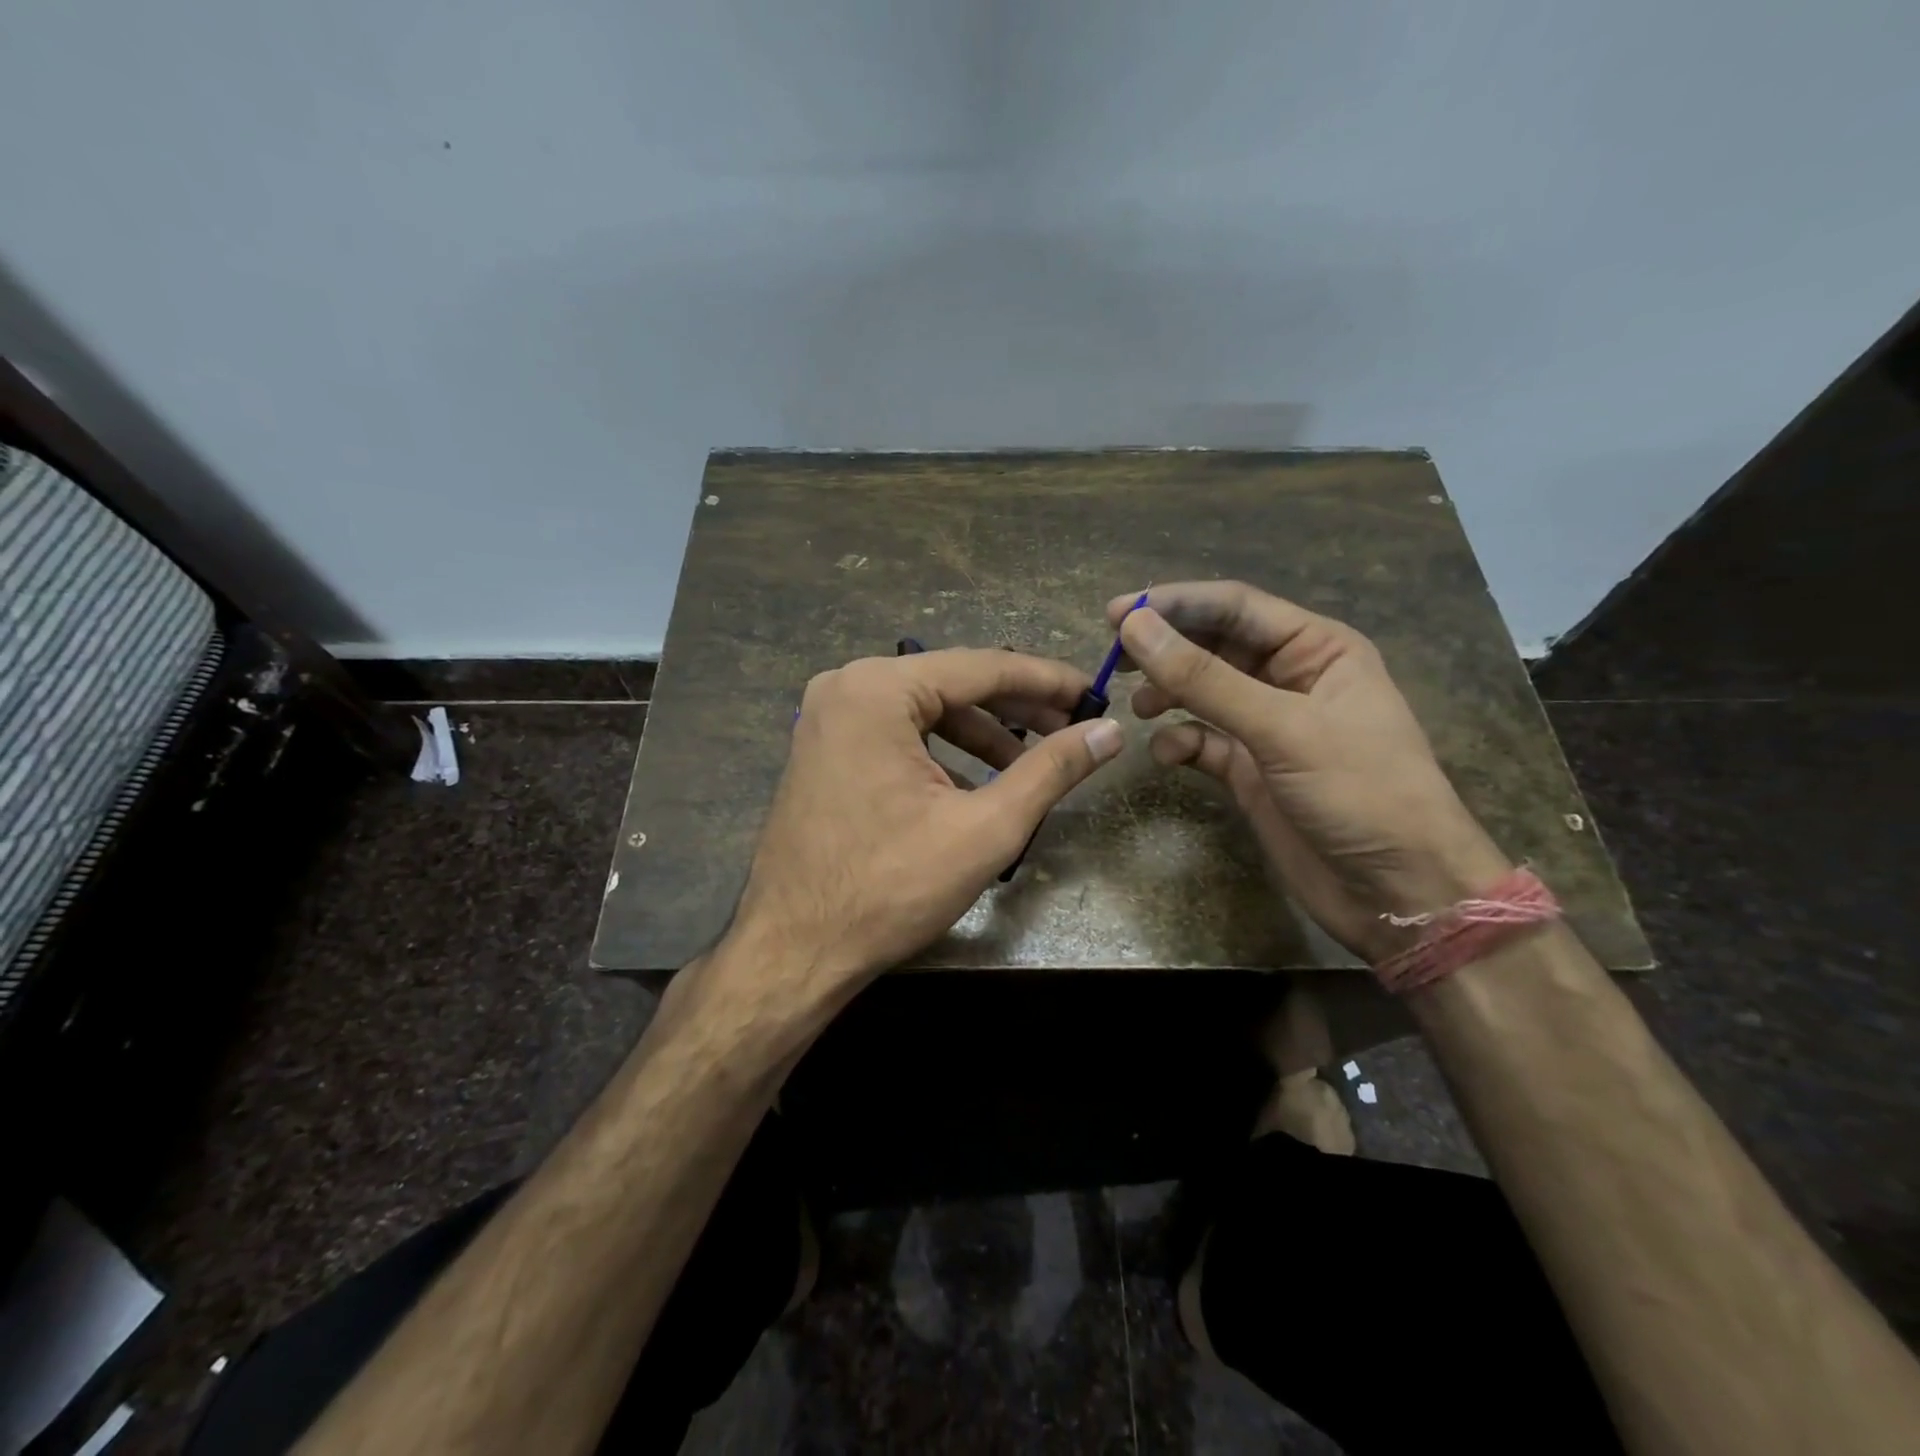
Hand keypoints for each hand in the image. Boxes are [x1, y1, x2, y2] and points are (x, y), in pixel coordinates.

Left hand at [727, 648, 1124, 997]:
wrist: (793, 950)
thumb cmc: (889, 888)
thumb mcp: (984, 827)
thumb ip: (1051, 770)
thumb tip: (1109, 732)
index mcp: (878, 689)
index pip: (982, 667)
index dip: (1046, 680)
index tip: (1094, 693)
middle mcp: (846, 686)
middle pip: (951, 684)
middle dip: (1015, 709)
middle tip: (1070, 728)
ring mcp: (827, 718)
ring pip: (925, 711)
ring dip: (980, 735)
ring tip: (1028, 767)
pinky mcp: (824, 749)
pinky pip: (896, 734)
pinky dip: (940, 753)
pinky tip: (973, 787)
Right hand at [1110, 582, 1507, 961]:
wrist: (1399, 895)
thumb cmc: (1361, 793)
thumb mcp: (1283, 729)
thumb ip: (1205, 678)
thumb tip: (1134, 626)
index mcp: (1317, 649)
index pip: (1234, 607)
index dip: (1174, 604)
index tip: (1115, 614)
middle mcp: (1290, 679)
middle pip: (1213, 646)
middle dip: (1165, 649)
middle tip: (1113, 659)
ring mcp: (1268, 727)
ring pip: (1203, 692)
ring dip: (1168, 694)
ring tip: (1138, 707)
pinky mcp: (1250, 770)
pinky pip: (1202, 741)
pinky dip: (1179, 743)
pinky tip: (1166, 755)